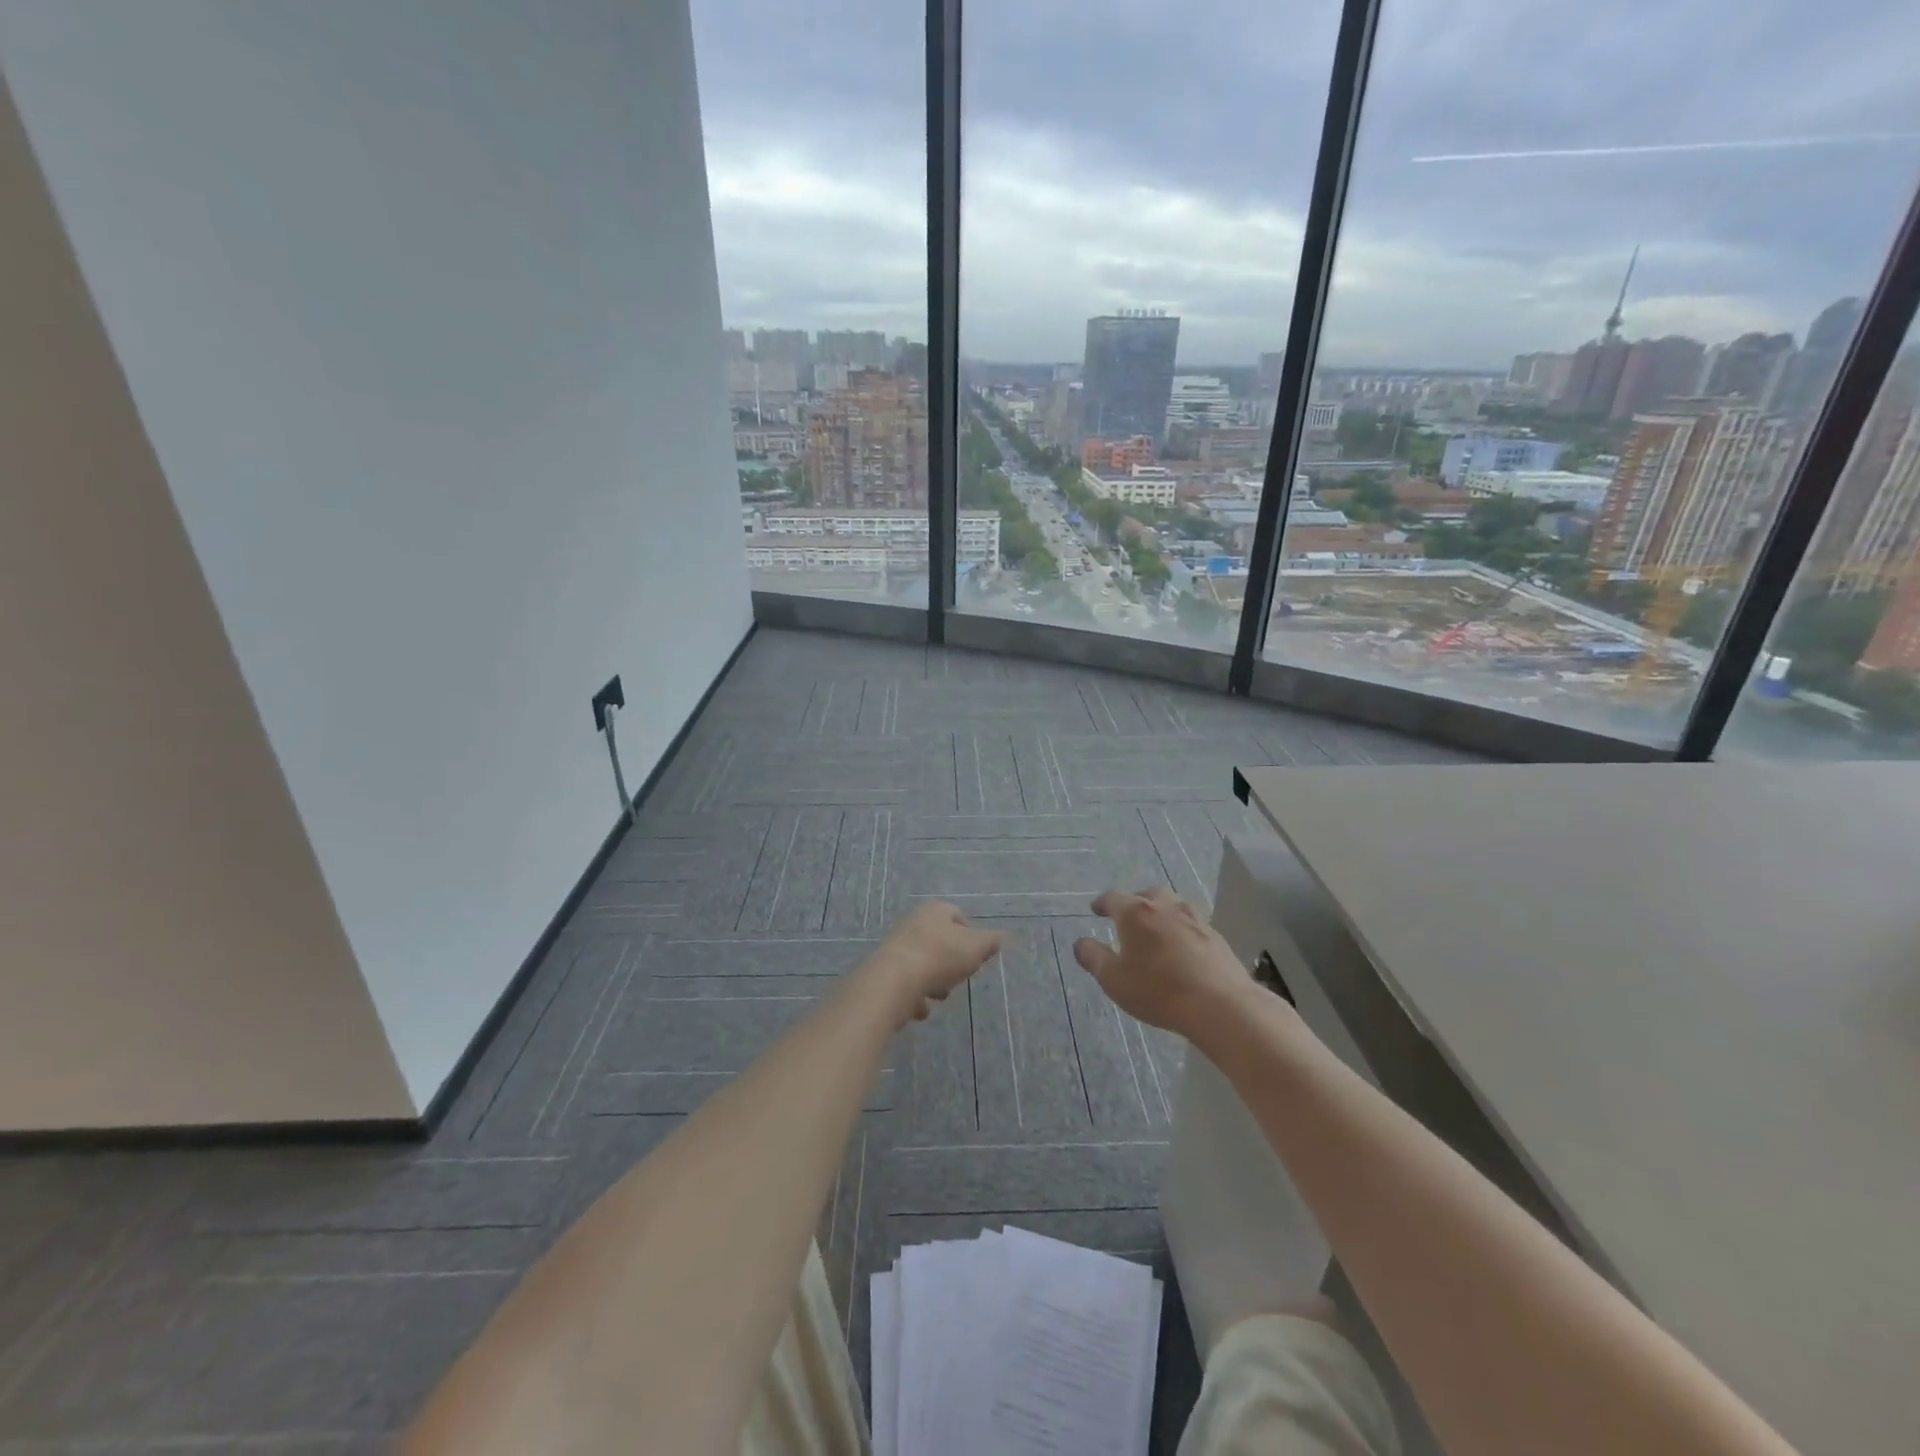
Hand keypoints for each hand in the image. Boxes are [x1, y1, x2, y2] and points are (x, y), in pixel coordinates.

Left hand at [862, 902, 1001, 1028]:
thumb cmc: (940, 957)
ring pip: (924, 965)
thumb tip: (1001, 937)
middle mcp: (913, 922)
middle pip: (941, 944)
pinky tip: (919, 1007)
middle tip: (956, 979)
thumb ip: (991, 942)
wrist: (894, 981)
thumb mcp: (976, 948)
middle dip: (951, 966)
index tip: (976, 959)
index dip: (971, 938)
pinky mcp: (884, 970)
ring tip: (936, 996)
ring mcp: (896, 946)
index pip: (959, 917)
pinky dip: (914, 997)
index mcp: (935, 910)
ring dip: (933, 984)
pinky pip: (906, 984)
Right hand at [1073, 887, 1254, 1038]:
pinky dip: (1181, 930)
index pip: (1113, 897)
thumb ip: (1094, 958)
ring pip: (1173, 905)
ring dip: (1161, 913)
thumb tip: (1080, 943)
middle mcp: (1165, 906)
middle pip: (1147, 894)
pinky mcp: (1216, 936)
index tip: (1096, 910)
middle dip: (1135, 902)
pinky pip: (1192, 924)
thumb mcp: (1114, 979)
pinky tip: (1182, 948)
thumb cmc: (1157, 990)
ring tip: (1156, 930)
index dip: (1102, 903)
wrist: (1220, 1005)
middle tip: (1128, 918)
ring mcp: (1195, 918)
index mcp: (1135, 912)